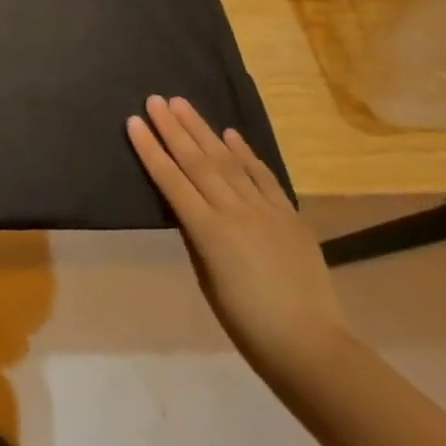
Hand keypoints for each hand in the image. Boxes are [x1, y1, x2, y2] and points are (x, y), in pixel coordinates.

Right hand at [127, 96, 350, 385]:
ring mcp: (265, 210)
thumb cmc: (247, 324)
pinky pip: (263, 176)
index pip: (171, 181)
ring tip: (183, 104)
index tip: (134, 121)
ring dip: (203, 130)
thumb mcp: (207, 281)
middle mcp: (235, 211)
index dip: (151, 150)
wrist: (311, 346)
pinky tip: (231, 134)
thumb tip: (188, 208)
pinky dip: (246, 154)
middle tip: (155, 100)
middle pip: (197, 162)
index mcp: (208, 232)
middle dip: (173, 129)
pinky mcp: (290, 215)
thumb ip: (196, 238)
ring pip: (228, 161)